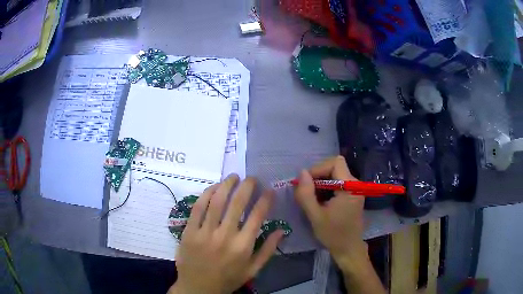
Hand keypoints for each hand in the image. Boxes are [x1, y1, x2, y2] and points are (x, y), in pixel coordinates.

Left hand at [170, 174, 283, 293]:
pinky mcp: (189, 231)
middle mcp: (224, 236)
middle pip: (237, 203)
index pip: (257, 216)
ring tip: (233, 177)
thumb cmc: (228, 279)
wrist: (198, 288)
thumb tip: (281, 230)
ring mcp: (204, 232)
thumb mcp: (253, 270)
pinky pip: (197, 207)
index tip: (269, 190)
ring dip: (226, 185)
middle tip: (251, 178)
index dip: (265, 199)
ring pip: (216, 201)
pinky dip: (206, 194)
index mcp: (243, 246)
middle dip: (246, 186)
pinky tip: (214, 187)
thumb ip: (268, 250)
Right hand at [294, 156, 367, 266]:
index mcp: (350, 187)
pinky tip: (319, 202)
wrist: (348, 249)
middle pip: (334, 167)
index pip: (335, 162)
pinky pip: (337, 183)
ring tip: (311, 199)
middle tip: (305, 192)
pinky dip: (326, 189)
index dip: (318, 168)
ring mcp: (355, 189)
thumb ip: (306, 194)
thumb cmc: (333, 235)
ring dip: (320, 183)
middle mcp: (355, 184)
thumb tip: (301, 173)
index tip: (306, 183)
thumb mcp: (315, 216)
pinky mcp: (352, 195)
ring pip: (335, 175)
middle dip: (317, 177)